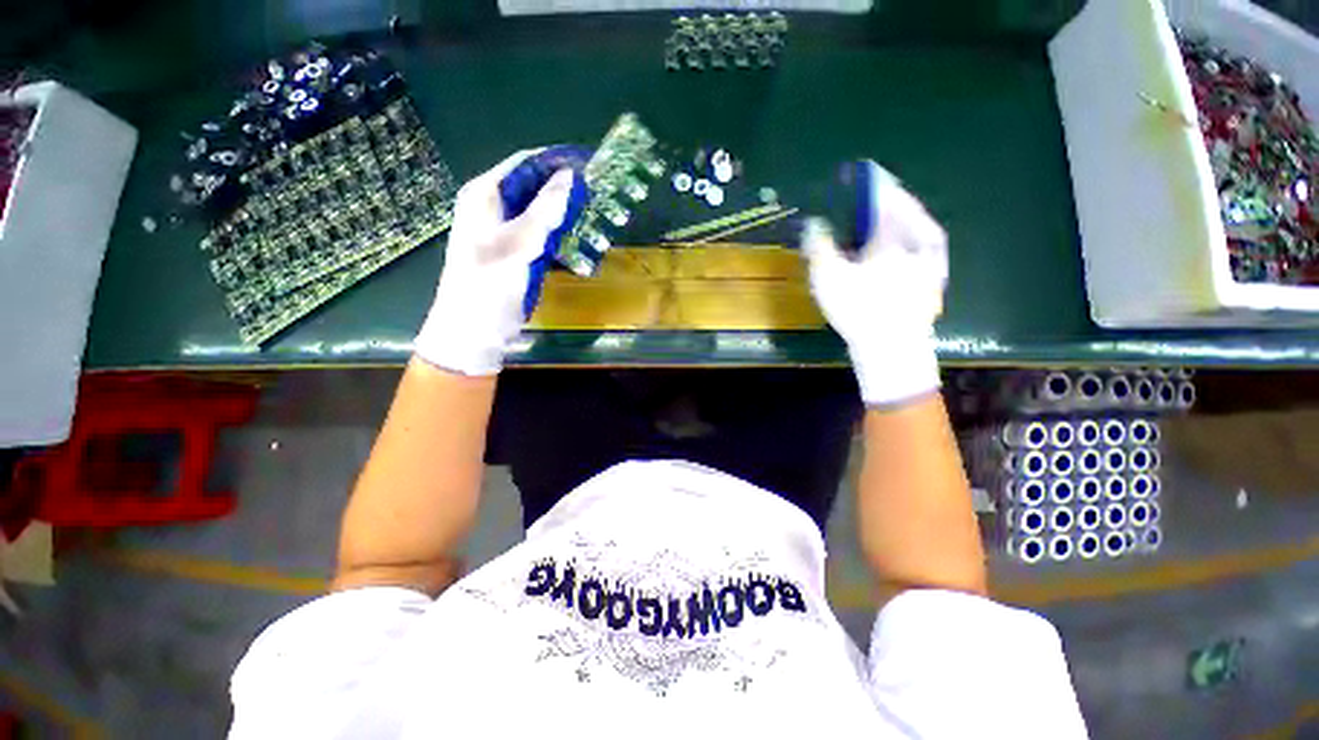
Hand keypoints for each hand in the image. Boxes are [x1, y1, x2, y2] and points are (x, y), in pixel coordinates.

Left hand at [414, 148, 586, 375]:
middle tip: (598, 193)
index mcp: (485, 195)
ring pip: (541, 212)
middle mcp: (493, 207)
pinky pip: (542, 235)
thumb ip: (545, 208)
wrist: (474, 329)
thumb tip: (570, 176)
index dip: (556, 161)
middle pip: (533, 186)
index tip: (589, 163)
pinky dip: (561, 236)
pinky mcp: (516, 253)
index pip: (524, 163)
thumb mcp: (519, 242)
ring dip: (566, 214)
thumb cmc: (490, 282)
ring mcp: (505, 232)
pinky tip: (581, 241)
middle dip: (564, 188)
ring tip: (596, 216)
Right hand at [802, 161, 947, 405]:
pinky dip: (900, 238)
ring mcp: (930, 255)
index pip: (882, 190)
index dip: (866, 180)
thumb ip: (818, 244)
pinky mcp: (932, 273)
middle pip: (900, 205)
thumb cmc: (859, 308)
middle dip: (879, 199)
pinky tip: (888, 249)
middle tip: (863, 196)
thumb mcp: (828, 275)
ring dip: (890, 219)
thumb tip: (815, 223)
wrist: (893, 347)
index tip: (855, 172)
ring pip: (910, 224)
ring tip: (872, 221)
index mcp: (895, 229)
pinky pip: (915, 242)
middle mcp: (919, 235)